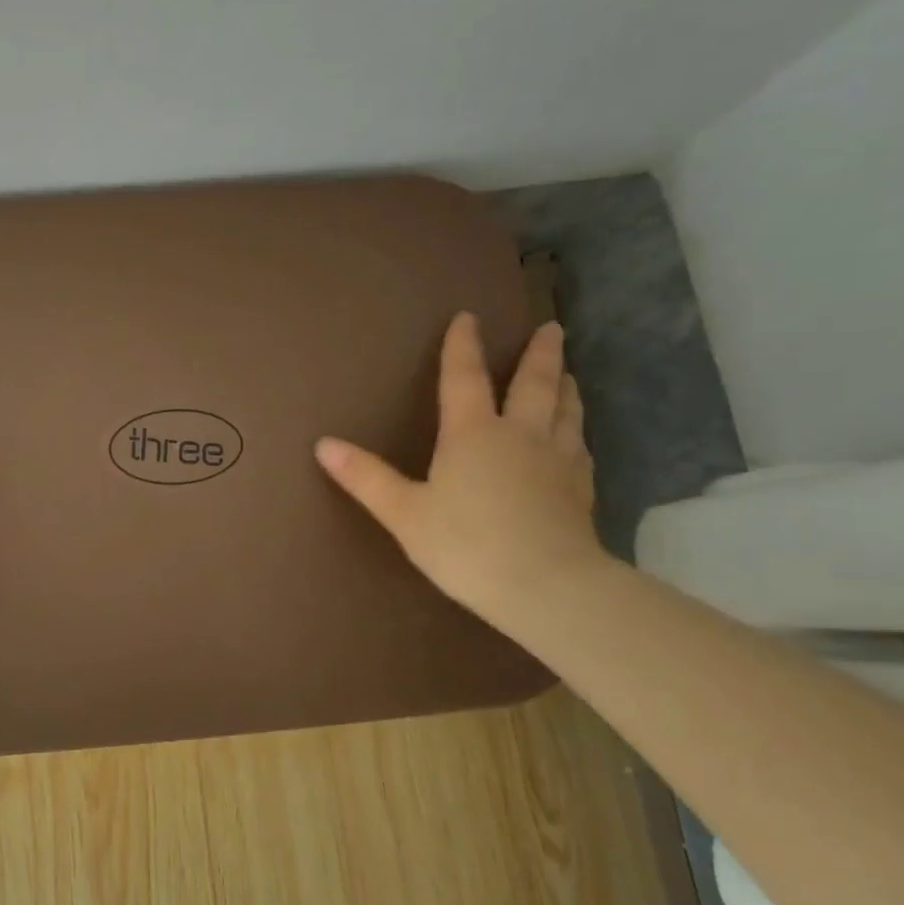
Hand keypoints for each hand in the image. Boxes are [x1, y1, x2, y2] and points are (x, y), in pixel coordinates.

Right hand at [315, 313, 602, 622]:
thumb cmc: (466, 545)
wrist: (548, 587)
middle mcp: (519, 435)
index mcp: (472, 434)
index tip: (468, 317)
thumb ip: (365, 477)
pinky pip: (580, 447)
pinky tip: (578, 438)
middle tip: (551, 328)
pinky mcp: (581, 490)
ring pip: (565, 411)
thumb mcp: (403, 512)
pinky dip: (576, 431)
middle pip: (533, 384)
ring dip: (564, 387)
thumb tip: (322, 444)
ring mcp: (557, 461)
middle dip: (539, 355)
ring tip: (567, 373)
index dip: (463, 346)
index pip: (464, 378)